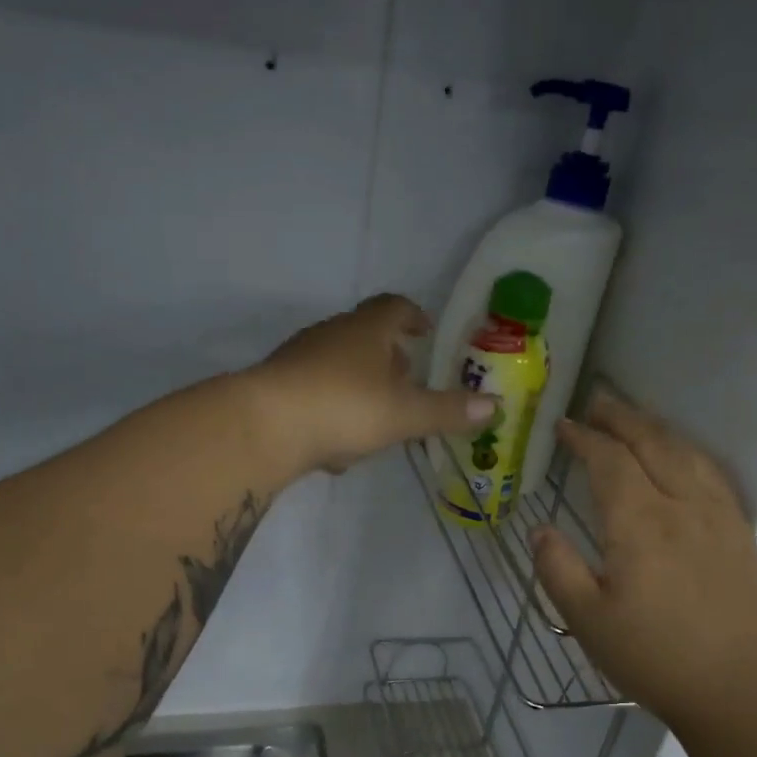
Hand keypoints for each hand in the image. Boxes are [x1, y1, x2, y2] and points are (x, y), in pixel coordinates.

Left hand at [249, 295, 495, 474]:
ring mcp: (298, 360)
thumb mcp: (404, 413)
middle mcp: (330, 335)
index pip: (394, 307)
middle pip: (364, 336)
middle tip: (407, 380)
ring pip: (337, 367)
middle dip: (388, 357)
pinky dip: (331, 413)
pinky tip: (336, 449)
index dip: (413, 316)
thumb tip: (494, 406)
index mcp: (366, 330)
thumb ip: (447, 410)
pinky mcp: (276, 390)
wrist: (262, 427)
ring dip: (359, 387)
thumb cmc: (344, 407)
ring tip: (377, 420)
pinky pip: (313, 395)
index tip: (425, 332)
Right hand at [532, 390, 756, 722]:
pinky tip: (681, 456)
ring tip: (634, 419)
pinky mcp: (740, 533)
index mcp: (639, 524)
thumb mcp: (587, 620)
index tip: (564, 426)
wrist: (738, 690)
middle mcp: (682, 506)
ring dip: (656, 428)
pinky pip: (713, 474)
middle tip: (598, 401)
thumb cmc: (653, 657)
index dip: (585, 438)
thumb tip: (541, 530)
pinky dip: (688, 451)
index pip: (609, 462)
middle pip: (652, 443)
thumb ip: (558, 569)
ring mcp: (718, 516)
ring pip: (686, 452)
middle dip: (621, 417)